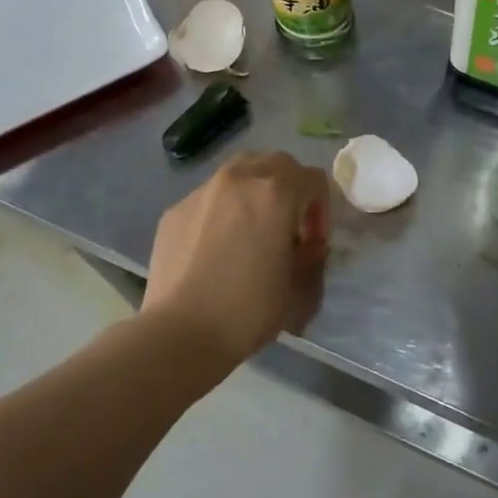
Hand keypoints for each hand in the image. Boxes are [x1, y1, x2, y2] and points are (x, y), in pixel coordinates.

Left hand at [144, 152, 330, 363]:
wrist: (180, 333)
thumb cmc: (248, 311)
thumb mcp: (299, 290)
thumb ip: (313, 258)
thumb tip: (308, 245)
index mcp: (276, 193)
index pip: (314, 179)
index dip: (322, 210)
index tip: (314, 243)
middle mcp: (239, 179)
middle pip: (277, 164)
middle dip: (291, 190)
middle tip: (288, 228)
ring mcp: (202, 191)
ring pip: (240, 172)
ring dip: (257, 192)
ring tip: (253, 230)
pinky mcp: (175, 210)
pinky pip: (210, 197)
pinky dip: (224, 209)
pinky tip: (218, 246)